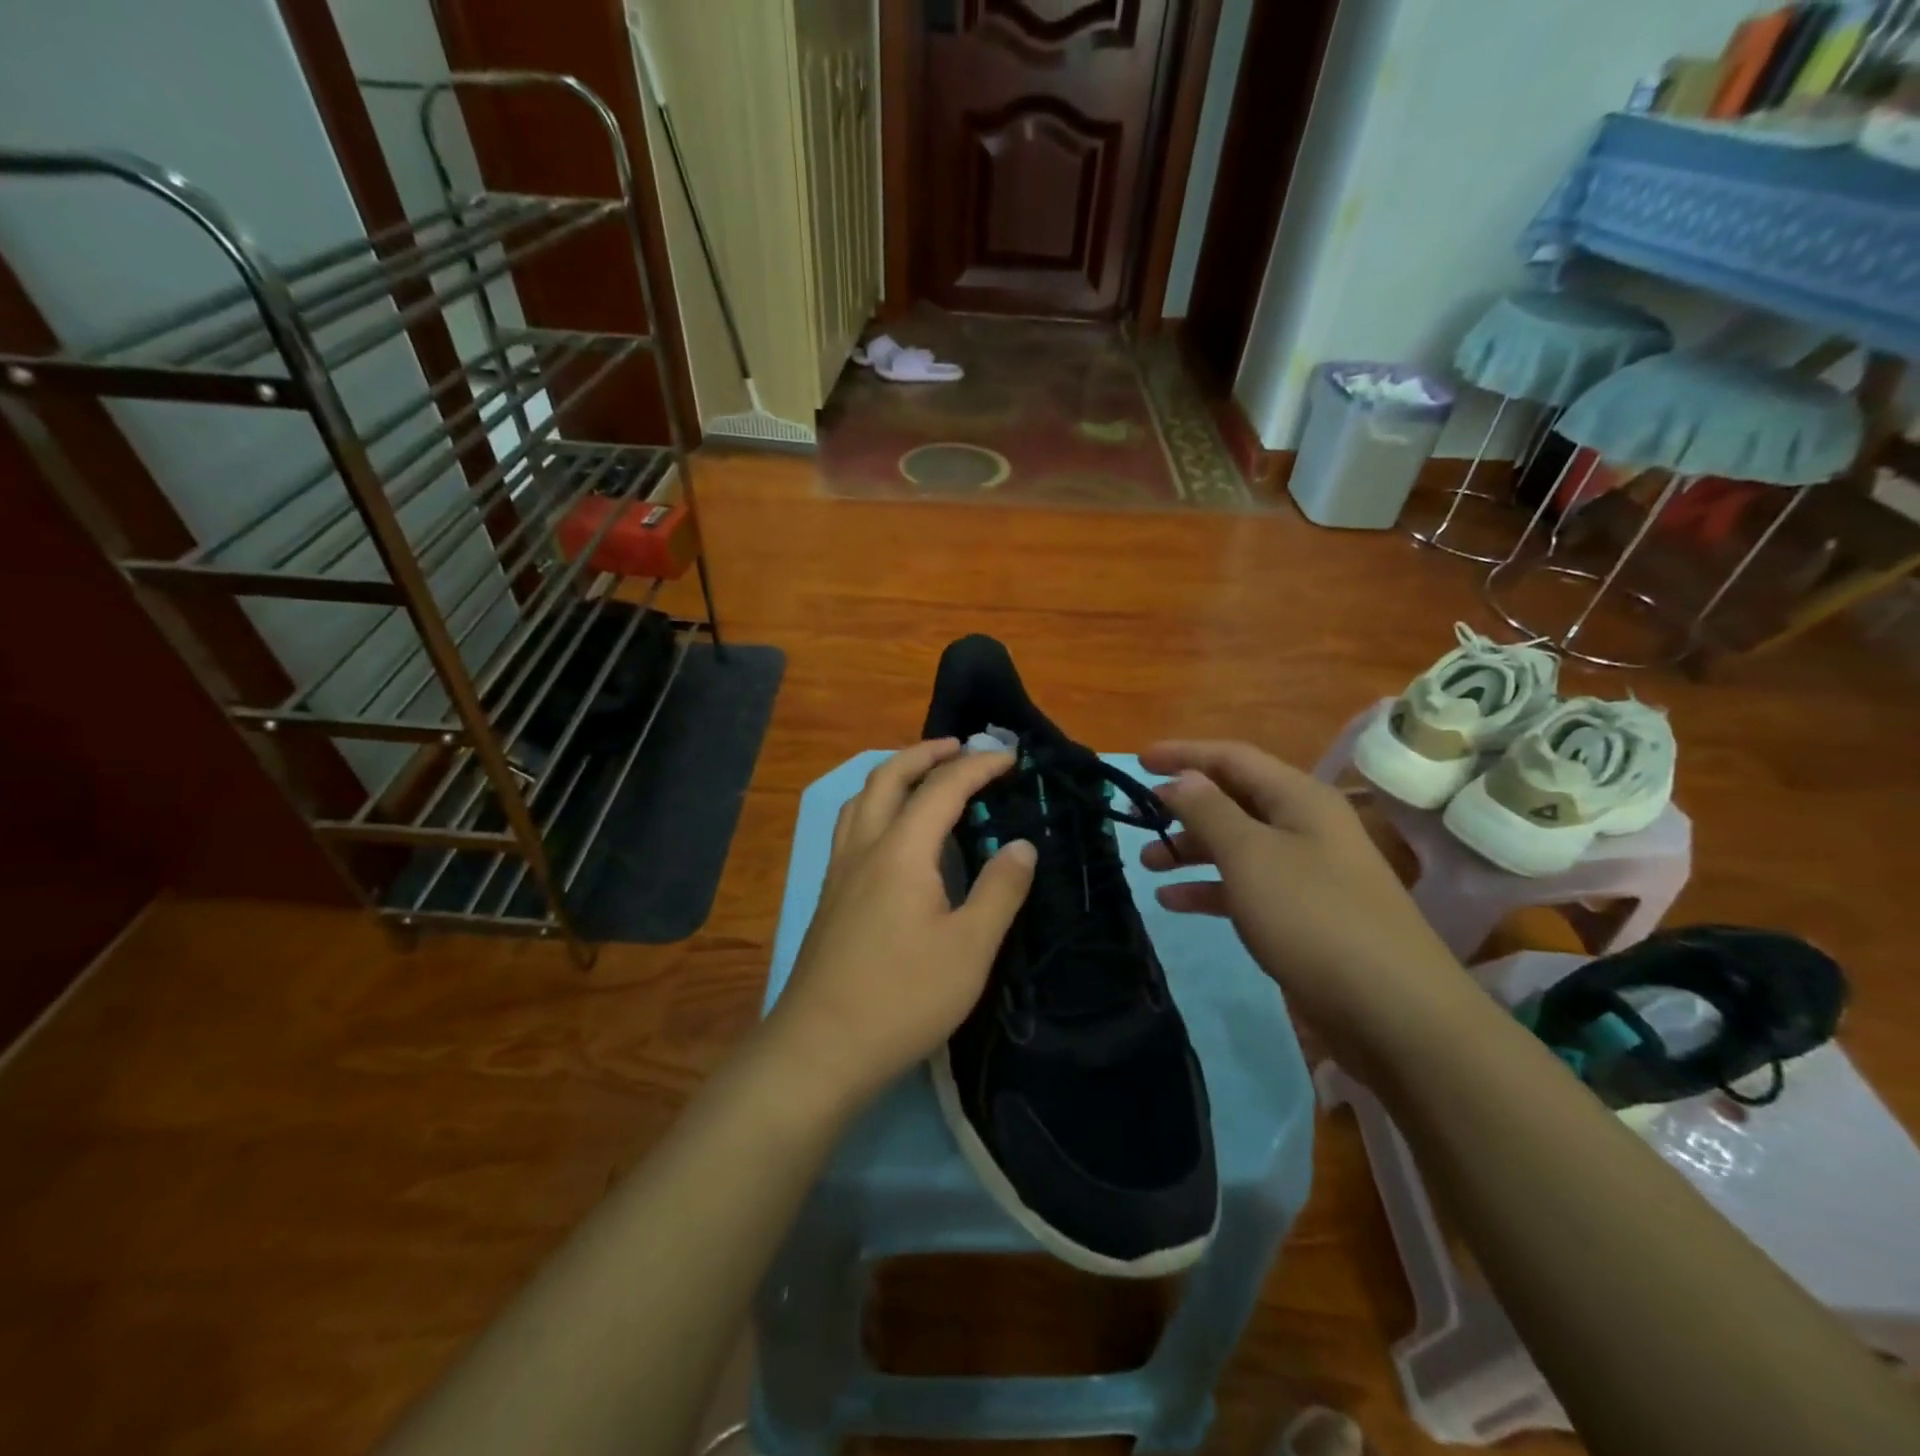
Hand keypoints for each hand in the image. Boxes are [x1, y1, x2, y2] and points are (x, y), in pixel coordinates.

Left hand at [765, 740, 1037, 1112]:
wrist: (820, 1048)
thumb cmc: (904, 997)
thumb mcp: (970, 947)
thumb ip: (999, 890)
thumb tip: (1021, 845)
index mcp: (901, 851)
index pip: (942, 788)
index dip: (978, 767)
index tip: (1010, 758)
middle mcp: (864, 848)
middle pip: (888, 777)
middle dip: (925, 754)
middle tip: (960, 748)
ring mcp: (839, 872)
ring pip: (860, 799)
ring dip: (894, 776)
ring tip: (923, 779)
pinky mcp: (829, 897)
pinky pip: (852, 827)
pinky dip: (876, 806)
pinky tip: (891, 835)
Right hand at [1139, 740, 1468, 1070]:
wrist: (1393, 1011)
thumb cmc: (1313, 916)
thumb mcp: (1250, 855)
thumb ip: (1209, 810)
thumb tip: (1183, 778)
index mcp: (1299, 798)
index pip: (1232, 758)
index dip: (1184, 754)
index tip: (1138, 761)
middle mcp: (1304, 826)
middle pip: (1234, 800)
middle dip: (1184, 805)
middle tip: (1138, 816)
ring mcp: (1306, 872)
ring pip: (1236, 845)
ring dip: (1191, 849)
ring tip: (1148, 863)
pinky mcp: (1302, 915)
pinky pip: (1246, 887)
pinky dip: (1209, 888)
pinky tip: (1174, 902)